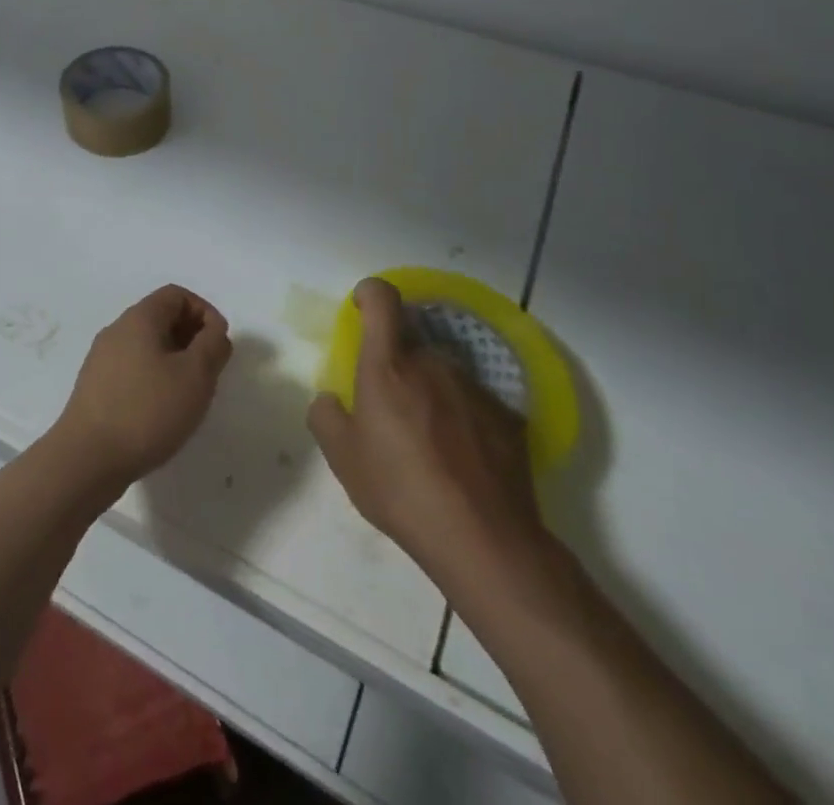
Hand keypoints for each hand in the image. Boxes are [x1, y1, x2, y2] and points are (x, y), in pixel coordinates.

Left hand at [50, 285, 232, 499]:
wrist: (87, 458)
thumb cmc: (147, 410)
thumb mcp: (195, 375)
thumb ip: (212, 345)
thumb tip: (214, 330)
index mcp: (139, 318)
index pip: (176, 295)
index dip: (204, 312)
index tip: (219, 344)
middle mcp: (117, 330)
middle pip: (161, 317)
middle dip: (191, 337)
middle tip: (209, 371)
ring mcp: (102, 358)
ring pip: (147, 345)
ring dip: (174, 360)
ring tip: (189, 394)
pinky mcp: (96, 386)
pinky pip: (132, 368)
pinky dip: (154, 378)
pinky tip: (162, 411)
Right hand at [308, 278, 557, 610]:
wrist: (484, 540)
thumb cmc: (400, 490)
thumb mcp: (342, 458)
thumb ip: (326, 415)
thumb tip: (331, 399)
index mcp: (388, 365)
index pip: (382, 299)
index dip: (370, 293)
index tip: (361, 308)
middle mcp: (433, 363)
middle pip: (412, 341)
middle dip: (397, 360)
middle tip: (391, 404)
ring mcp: (475, 388)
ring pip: (443, 372)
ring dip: (431, 389)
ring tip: (429, 439)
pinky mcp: (507, 417)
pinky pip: (474, 402)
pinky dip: (462, 417)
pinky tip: (462, 459)